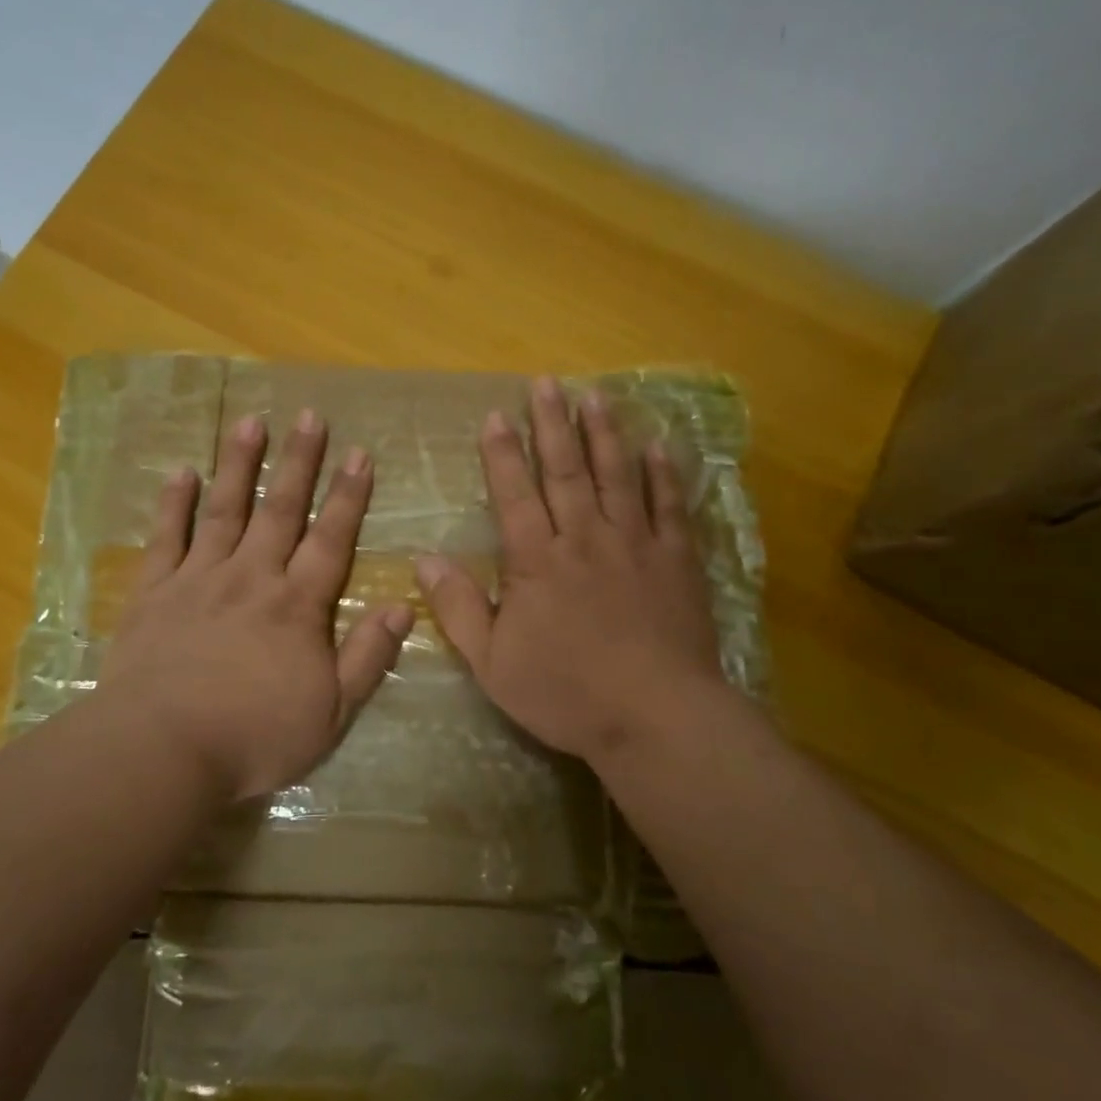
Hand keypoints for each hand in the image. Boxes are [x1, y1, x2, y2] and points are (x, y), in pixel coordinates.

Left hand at [93, 410, 414, 803]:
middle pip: (281, 510)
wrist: (162, 750)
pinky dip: (174, 504)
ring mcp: (199, 579)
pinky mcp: (154, 593)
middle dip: (299, 462)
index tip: (359, 454)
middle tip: (309, 416)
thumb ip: (368, 656)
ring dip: (240, 464)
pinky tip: (182, 472)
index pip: (331, 539)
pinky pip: (166, 538)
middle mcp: (252, 577)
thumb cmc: (254, 736)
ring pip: (225, 510)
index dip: (348, 496)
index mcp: (297, 605)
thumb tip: (403, 606)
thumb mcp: (331, 711)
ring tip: (251, 422)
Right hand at [415, 376, 723, 767]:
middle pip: (565, 471)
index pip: (515, 494)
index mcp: (538, 561)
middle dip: (552, 424)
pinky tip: (657, 447)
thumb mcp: (494, 663)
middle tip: (546, 383)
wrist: (656, 717)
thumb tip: (425, 558)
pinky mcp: (676, 560)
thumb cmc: (568, 694)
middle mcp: (585, 538)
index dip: (503, 453)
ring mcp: (635, 544)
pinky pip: (669, 507)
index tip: (497, 415)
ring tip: (595, 395)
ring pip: (616, 476)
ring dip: (603, 434)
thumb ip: (459, 608)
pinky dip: (663, 475)